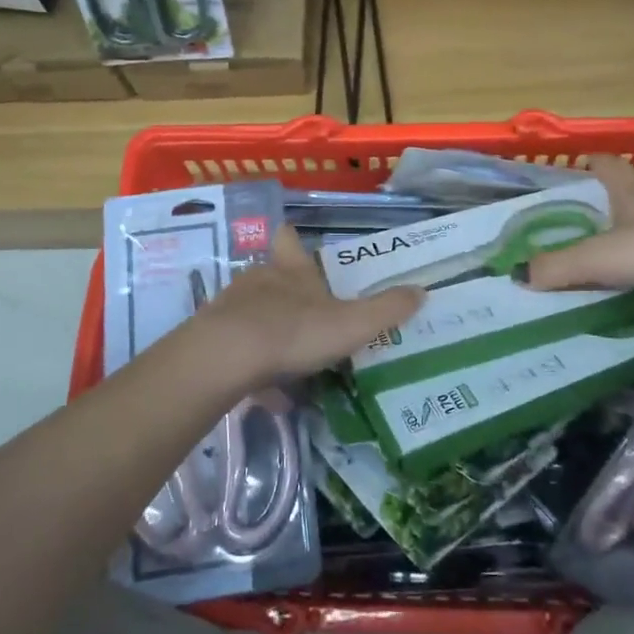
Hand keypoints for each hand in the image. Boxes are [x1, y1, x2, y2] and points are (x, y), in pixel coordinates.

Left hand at [189, 227, 423, 389]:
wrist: (225, 358)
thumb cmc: (294, 331)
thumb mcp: (352, 324)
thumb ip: (387, 309)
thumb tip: (422, 291)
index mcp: (292, 271)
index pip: (290, 241)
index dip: (294, 239)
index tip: (296, 238)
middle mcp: (259, 281)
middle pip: (271, 276)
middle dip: (287, 293)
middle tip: (308, 315)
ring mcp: (231, 309)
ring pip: (252, 314)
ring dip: (270, 333)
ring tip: (291, 361)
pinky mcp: (211, 340)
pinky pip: (238, 352)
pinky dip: (255, 370)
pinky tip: (269, 395)